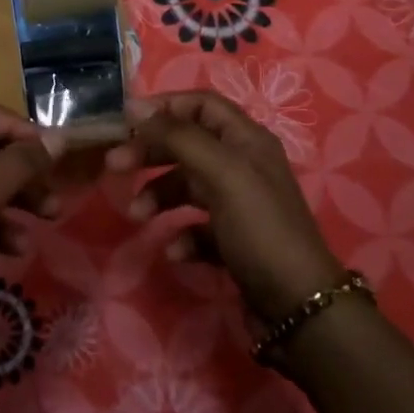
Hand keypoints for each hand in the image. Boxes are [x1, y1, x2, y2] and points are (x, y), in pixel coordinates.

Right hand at [105, 90, 344, 325]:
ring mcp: (238, 204)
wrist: (298, 308)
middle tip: (114, 165)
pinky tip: (176, 252)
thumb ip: (178, 136)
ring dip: (157, 195)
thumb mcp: (220, 172)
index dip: (163, 106)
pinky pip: (195, 227)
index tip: (125, 120)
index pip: (200, 104)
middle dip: (150, 152)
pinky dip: (181, 235)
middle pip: (186, 143)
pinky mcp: (232, 241)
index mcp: (246, 140)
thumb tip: (135, 108)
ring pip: (186, 185)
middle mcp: (242, 165)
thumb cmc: (259, 228)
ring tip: (137, 215)